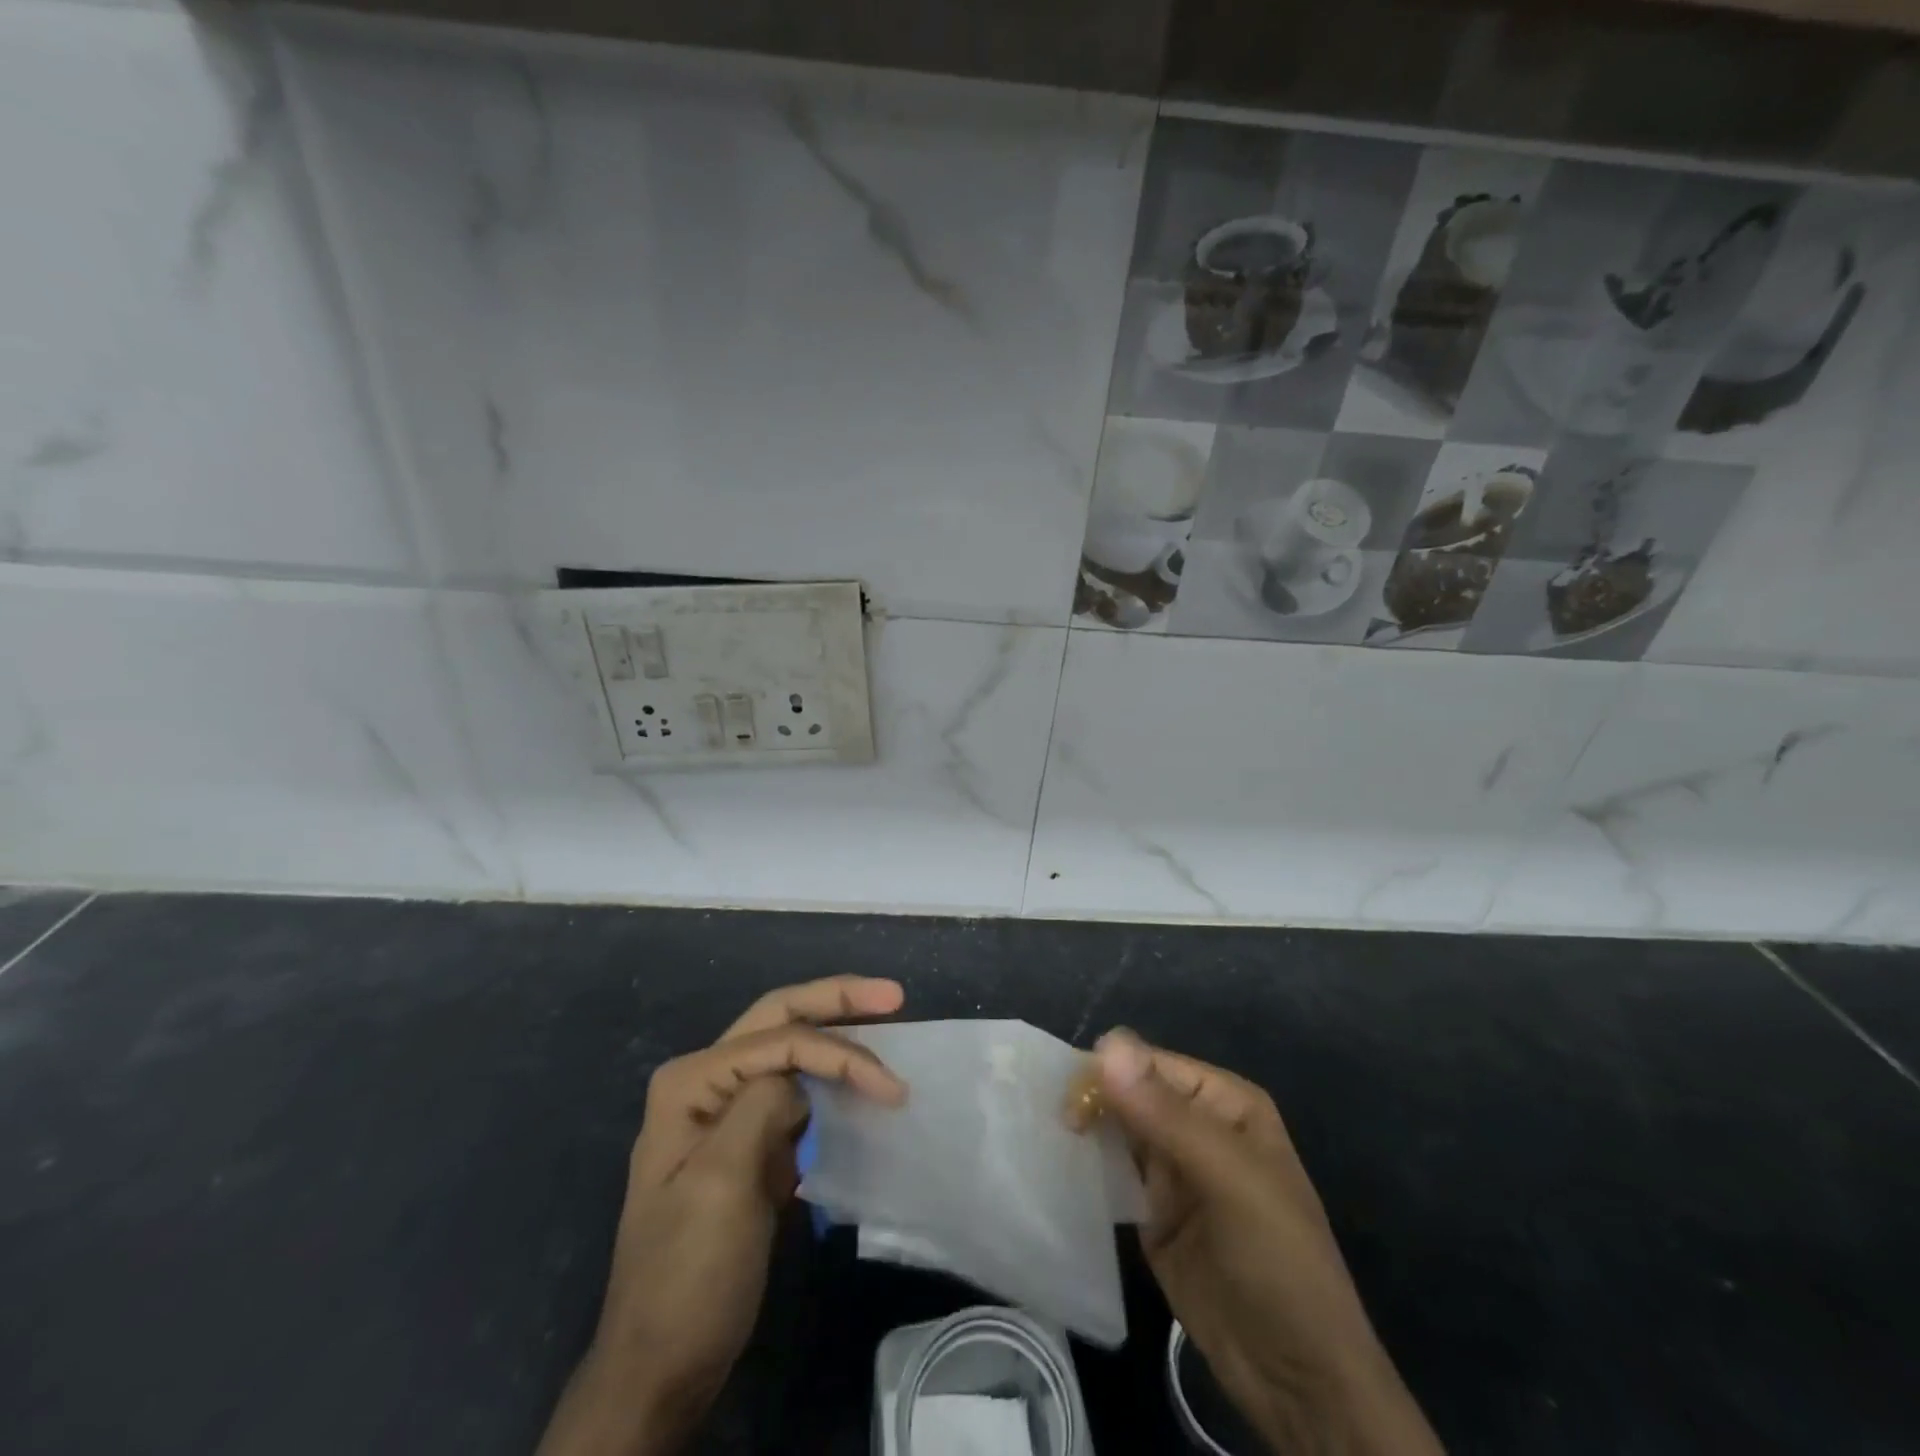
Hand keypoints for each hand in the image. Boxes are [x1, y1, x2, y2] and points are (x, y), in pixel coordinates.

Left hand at [537, 976, 906, 1455]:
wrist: (662, 1366)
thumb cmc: (689, 1274)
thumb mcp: (721, 1184)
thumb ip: (761, 1106)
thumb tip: (800, 1078)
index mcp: (692, 1081)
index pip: (779, 1040)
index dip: (839, 1052)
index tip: (892, 1088)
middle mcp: (705, 1082)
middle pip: (781, 1020)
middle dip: (838, 1001)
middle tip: (894, 995)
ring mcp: (725, 1111)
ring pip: (791, 1050)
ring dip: (838, 1037)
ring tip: (887, 1026)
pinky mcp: (748, 1142)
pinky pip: (796, 1092)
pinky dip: (831, 1080)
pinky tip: (860, 1080)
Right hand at [1089, 1030, 1441, 1455]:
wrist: (1297, 1379)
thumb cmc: (1277, 1260)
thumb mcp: (1229, 1178)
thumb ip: (1165, 1114)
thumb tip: (1106, 1045)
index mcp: (1222, 1102)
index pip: (1151, 1065)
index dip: (1110, 1073)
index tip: (1071, 1101)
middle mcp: (1194, 1125)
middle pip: (1128, 1092)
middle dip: (1091, 1099)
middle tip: (1058, 1125)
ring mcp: (1171, 1170)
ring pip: (1115, 1130)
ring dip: (1083, 1130)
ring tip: (1046, 1139)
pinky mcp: (1149, 1212)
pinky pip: (1111, 1175)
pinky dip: (1086, 1168)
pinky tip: (1056, 1169)